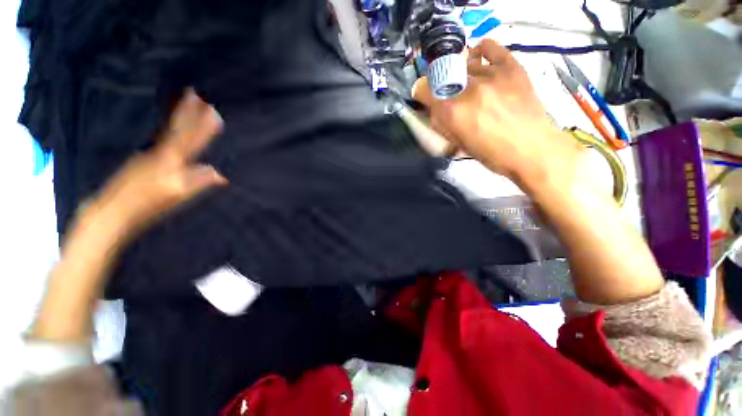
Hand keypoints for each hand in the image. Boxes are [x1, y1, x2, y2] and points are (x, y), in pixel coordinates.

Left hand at [83, 90, 226, 240]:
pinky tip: (174, 131)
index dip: (201, 122)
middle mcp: (158, 151)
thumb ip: (199, 182)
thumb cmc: (146, 204)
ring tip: (187, 105)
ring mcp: (148, 155)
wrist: (110, 210)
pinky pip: (163, 140)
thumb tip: (221, 175)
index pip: (190, 137)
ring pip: (169, 132)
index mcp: (169, 159)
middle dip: (188, 110)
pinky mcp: (142, 161)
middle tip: (195, 92)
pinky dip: (172, 130)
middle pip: (177, 128)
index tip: (210, 106)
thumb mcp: (177, 195)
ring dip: (180, 117)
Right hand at [413, 40, 583, 192]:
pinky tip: (478, 58)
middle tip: (446, 95)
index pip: (423, 89)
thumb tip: (434, 112)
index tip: (423, 98)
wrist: (532, 149)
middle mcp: (467, 88)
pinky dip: (481, 50)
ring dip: (459, 74)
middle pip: (441, 74)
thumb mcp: (458, 145)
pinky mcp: (510, 67)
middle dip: (439, 85)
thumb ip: (443, 126)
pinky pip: (491, 48)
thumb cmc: (493, 154)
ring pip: (463, 64)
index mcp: (452, 111)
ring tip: (466, 85)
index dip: (420, 93)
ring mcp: (490, 75)